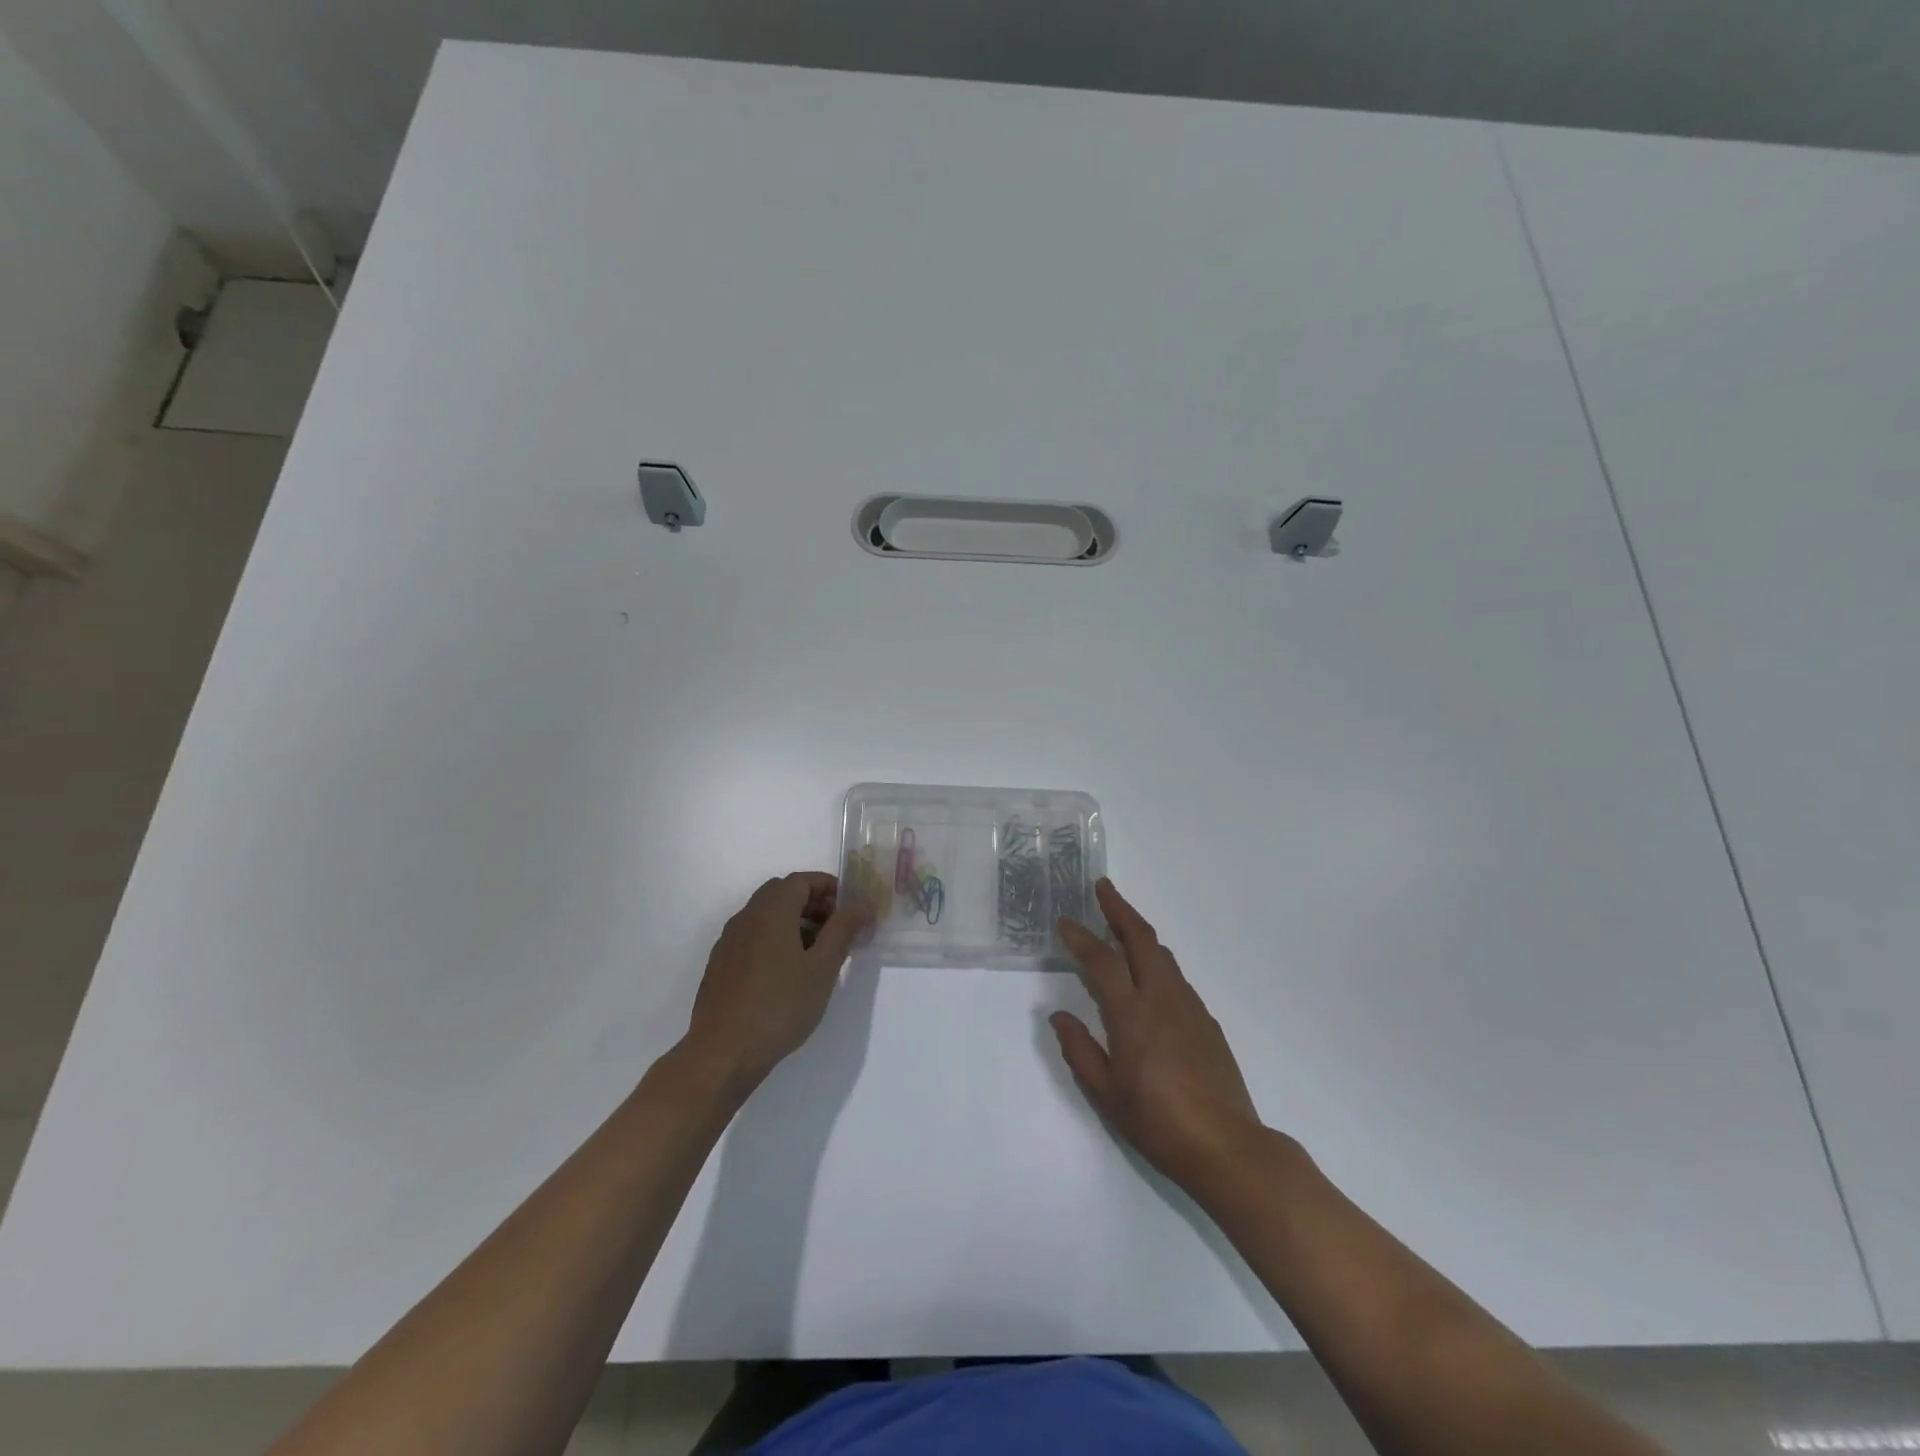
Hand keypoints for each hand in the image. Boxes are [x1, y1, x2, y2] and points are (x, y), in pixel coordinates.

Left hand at [684, 872, 871, 1090]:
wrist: (723, 1053)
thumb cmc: (780, 1006)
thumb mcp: (823, 967)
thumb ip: (843, 929)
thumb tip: (862, 903)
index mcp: (771, 911)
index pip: (801, 880)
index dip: (828, 887)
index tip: (849, 908)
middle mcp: (746, 918)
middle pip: (781, 893)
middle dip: (812, 903)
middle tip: (836, 928)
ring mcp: (729, 942)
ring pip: (765, 916)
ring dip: (793, 922)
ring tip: (816, 954)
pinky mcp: (720, 966)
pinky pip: (752, 937)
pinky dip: (774, 939)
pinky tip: (786, 974)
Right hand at [1053, 879, 1263, 1189]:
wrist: (1227, 1147)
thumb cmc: (1159, 1124)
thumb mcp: (1107, 1094)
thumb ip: (1080, 1050)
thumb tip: (1059, 1016)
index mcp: (1132, 1015)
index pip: (1102, 962)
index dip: (1081, 937)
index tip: (1066, 921)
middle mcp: (1162, 999)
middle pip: (1141, 939)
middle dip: (1120, 909)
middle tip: (1103, 888)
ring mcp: (1189, 1007)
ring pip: (1162, 954)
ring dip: (1139, 931)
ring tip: (1121, 923)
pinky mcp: (1207, 1021)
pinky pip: (1176, 976)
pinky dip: (1156, 959)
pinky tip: (1149, 973)